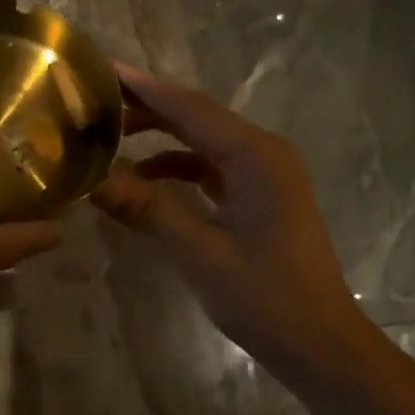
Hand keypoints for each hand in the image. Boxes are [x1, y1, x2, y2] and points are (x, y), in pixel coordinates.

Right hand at [93, 63, 372, 375]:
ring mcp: (263, 175)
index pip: (191, 108)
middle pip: (196, 117)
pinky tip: (144, 179)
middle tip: (97, 102)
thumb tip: (93, 180)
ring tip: (111, 137)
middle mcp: (262, 153)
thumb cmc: (266, 298)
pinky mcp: (258, 196)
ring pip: (202, 141)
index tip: (103, 69)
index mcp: (255, 157)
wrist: (321, 344)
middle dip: (147, 108)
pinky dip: (176, 167)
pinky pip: (210, 167)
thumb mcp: (200, 253)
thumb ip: (148, 210)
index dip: (145, 88)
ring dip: (160, 137)